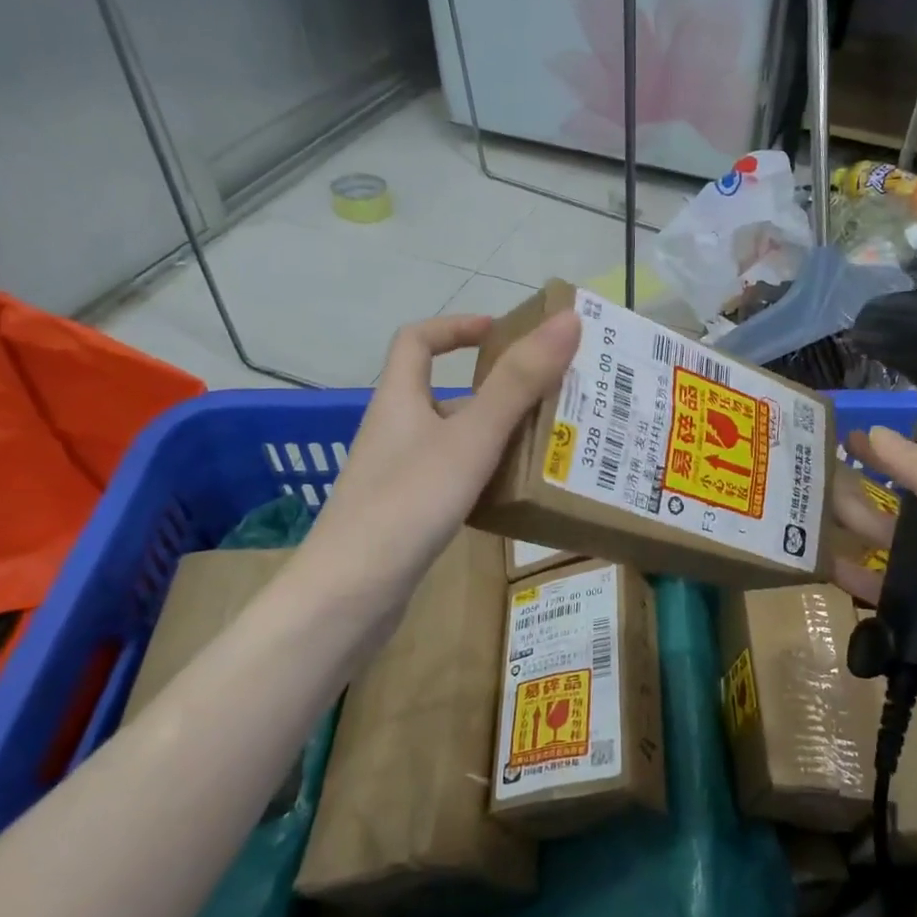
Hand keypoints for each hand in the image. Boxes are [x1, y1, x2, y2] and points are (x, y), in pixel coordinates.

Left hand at [291, 309, 579, 624]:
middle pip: (444, 394)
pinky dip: (485, 477)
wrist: (349, 596)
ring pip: (453, 441)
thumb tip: (567, 319)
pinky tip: (515, 496)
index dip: (455, 326)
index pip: (416, 341)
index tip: (501, 331)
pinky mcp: (407, 515)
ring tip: (549, 445)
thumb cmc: (407, 504)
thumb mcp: (470, 438)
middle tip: (550, 396)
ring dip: (496, 436)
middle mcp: (395, 432)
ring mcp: (399, 477)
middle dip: (496, 391)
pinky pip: (453, 479)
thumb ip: (518, 382)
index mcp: (399, 401)